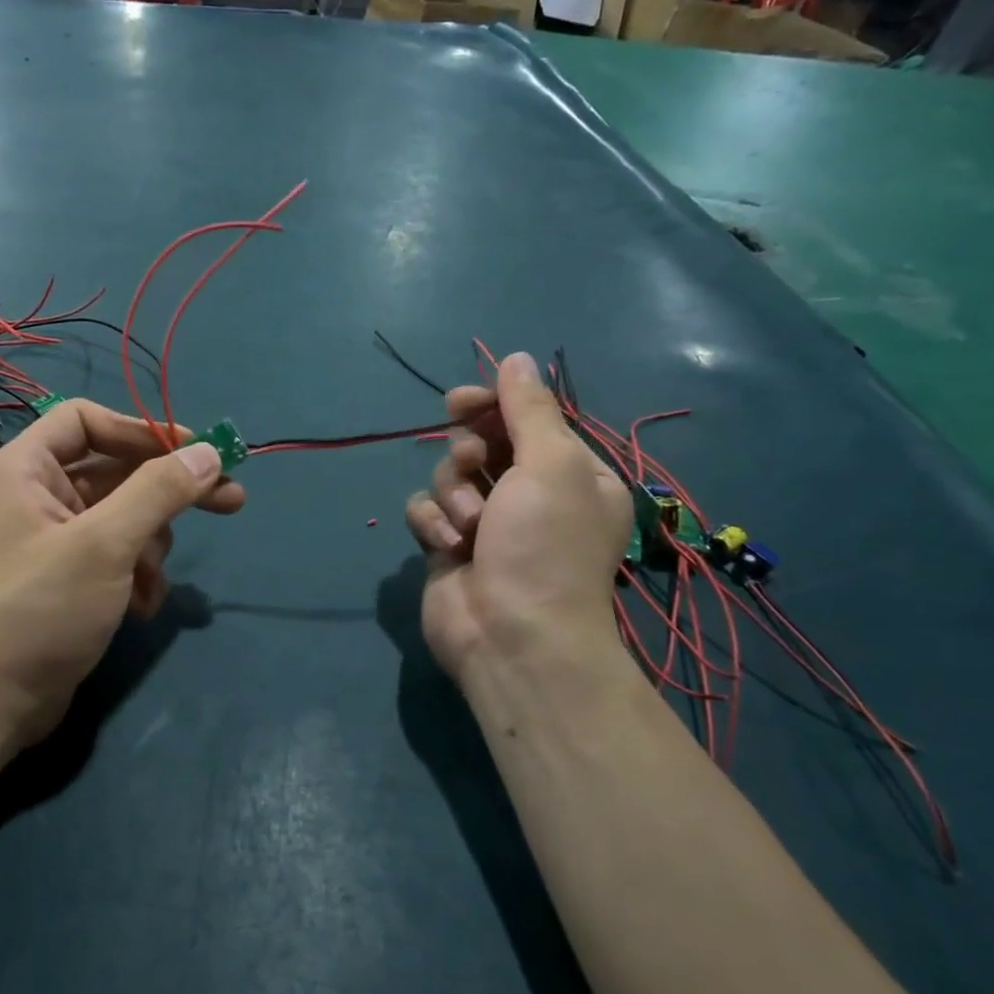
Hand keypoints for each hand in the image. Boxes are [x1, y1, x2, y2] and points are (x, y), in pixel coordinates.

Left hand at [0, 400, 242, 752]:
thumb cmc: (40, 609)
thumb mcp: (105, 544)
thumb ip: (159, 491)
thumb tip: (209, 453)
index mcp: (25, 470)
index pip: (87, 420)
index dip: (141, 430)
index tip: (194, 452)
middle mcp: (36, 497)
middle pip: (116, 471)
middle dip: (169, 493)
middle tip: (232, 500)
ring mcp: (52, 541)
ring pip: (124, 518)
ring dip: (150, 548)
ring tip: (149, 584)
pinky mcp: (67, 579)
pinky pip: (116, 556)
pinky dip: (136, 576)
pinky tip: (141, 609)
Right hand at [405, 351, 631, 683]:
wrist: (512, 636)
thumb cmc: (545, 544)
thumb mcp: (551, 464)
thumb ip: (530, 408)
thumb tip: (517, 357)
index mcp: (568, 472)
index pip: (525, 418)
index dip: (491, 403)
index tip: (462, 401)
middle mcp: (528, 494)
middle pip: (480, 442)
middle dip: (469, 451)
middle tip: (473, 459)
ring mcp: (485, 522)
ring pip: (447, 475)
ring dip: (453, 493)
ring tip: (470, 526)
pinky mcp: (448, 546)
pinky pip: (425, 511)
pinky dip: (432, 523)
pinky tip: (447, 546)